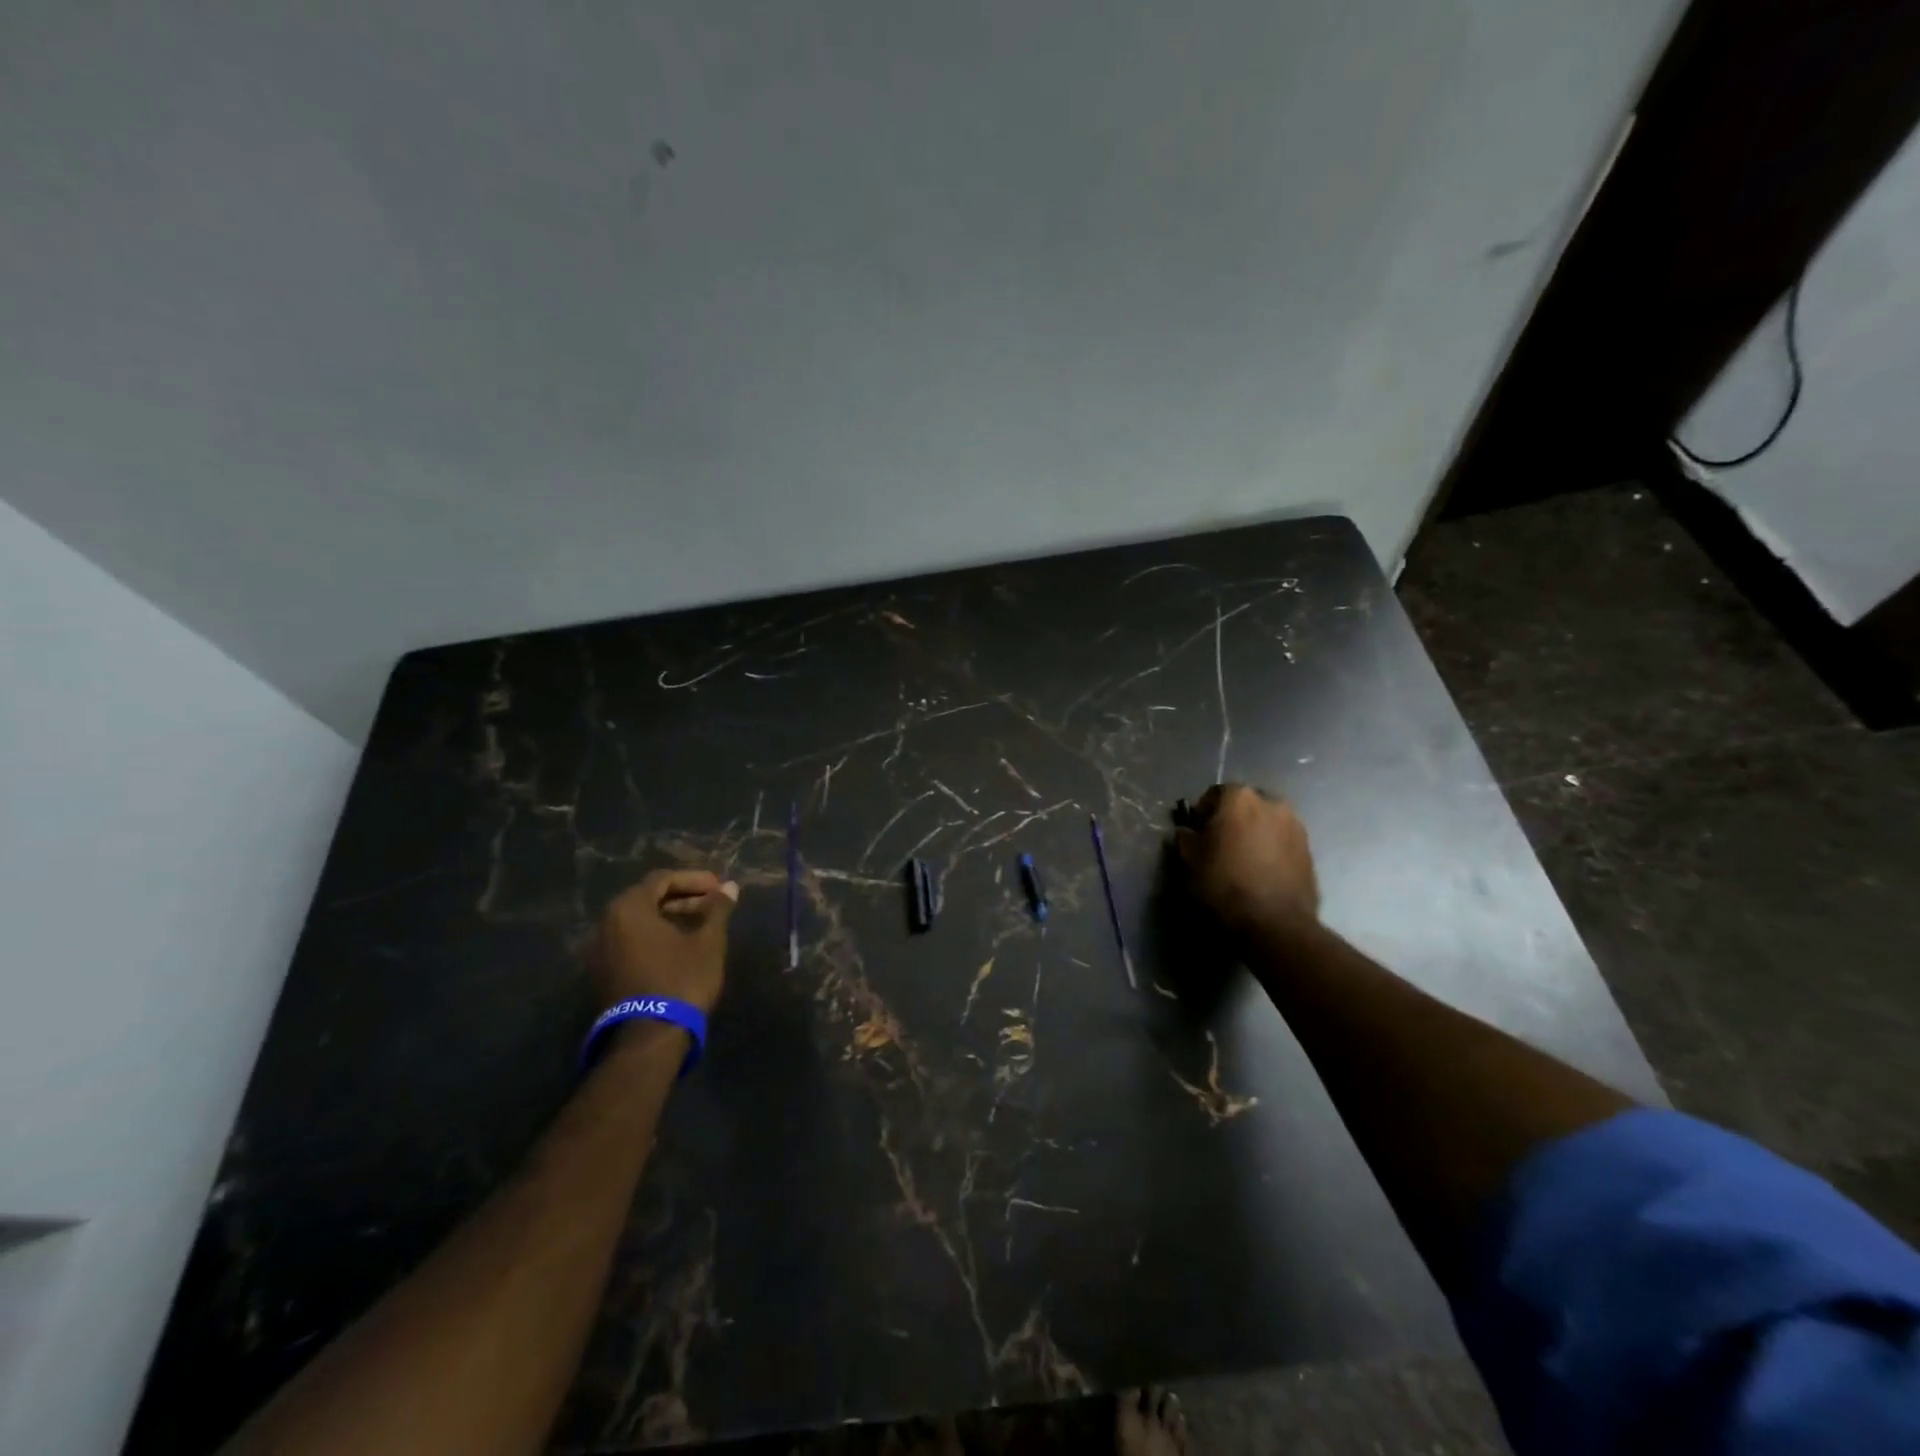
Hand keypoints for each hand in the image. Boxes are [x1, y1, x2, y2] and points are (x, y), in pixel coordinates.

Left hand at [592, 869, 739, 1014]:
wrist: (649, 1037)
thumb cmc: (681, 979)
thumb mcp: (708, 941)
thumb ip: (718, 909)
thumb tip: (730, 886)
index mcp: (629, 908)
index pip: (662, 879)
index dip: (694, 879)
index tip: (719, 887)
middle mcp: (607, 923)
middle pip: (648, 898)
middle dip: (683, 896)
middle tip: (713, 903)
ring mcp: (601, 950)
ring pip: (638, 920)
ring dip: (670, 915)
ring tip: (701, 923)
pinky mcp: (604, 972)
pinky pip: (631, 940)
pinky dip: (655, 934)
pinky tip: (680, 944)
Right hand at [1174, 784, 1318, 937]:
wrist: (1274, 923)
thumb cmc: (1224, 885)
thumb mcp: (1190, 861)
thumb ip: (1185, 839)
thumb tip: (1187, 832)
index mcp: (1239, 798)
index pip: (1214, 794)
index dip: (1202, 814)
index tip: (1197, 834)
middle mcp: (1272, 803)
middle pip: (1244, 805)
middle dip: (1232, 820)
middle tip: (1220, 846)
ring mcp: (1295, 826)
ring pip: (1266, 823)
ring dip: (1254, 835)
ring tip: (1243, 862)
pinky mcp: (1310, 850)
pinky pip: (1282, 842)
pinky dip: (1271, 850)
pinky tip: (1262, 873)